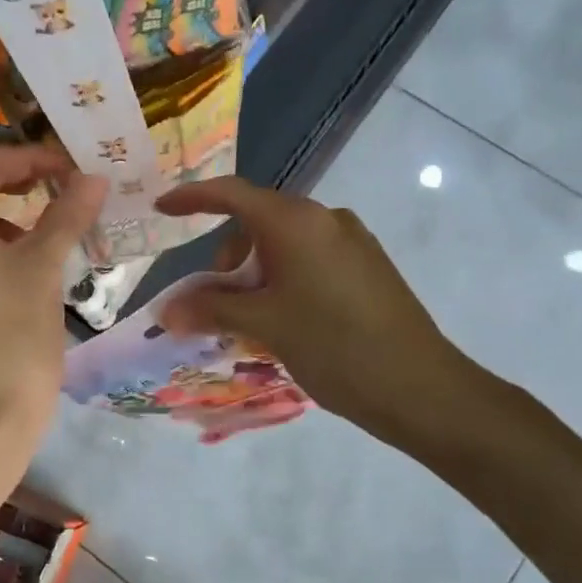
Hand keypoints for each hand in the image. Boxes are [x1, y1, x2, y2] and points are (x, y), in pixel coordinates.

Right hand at [155, 177, 499, 450]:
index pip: (232, 194)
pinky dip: (283, 282)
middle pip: (258, 222)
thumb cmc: (334, 346)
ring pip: (285, 245)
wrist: (420, 388)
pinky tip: (283, 323)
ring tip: (249, 323)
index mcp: (298, 222)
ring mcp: (352, 243)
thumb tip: (166, 310)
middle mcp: (326, 220)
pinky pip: (310, 262)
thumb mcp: (265, 326)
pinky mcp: (367, 268)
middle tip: (213, 302)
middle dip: (227, 257)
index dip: (192, 198)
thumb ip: (211, 310)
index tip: (161, 210)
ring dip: (255, 274)